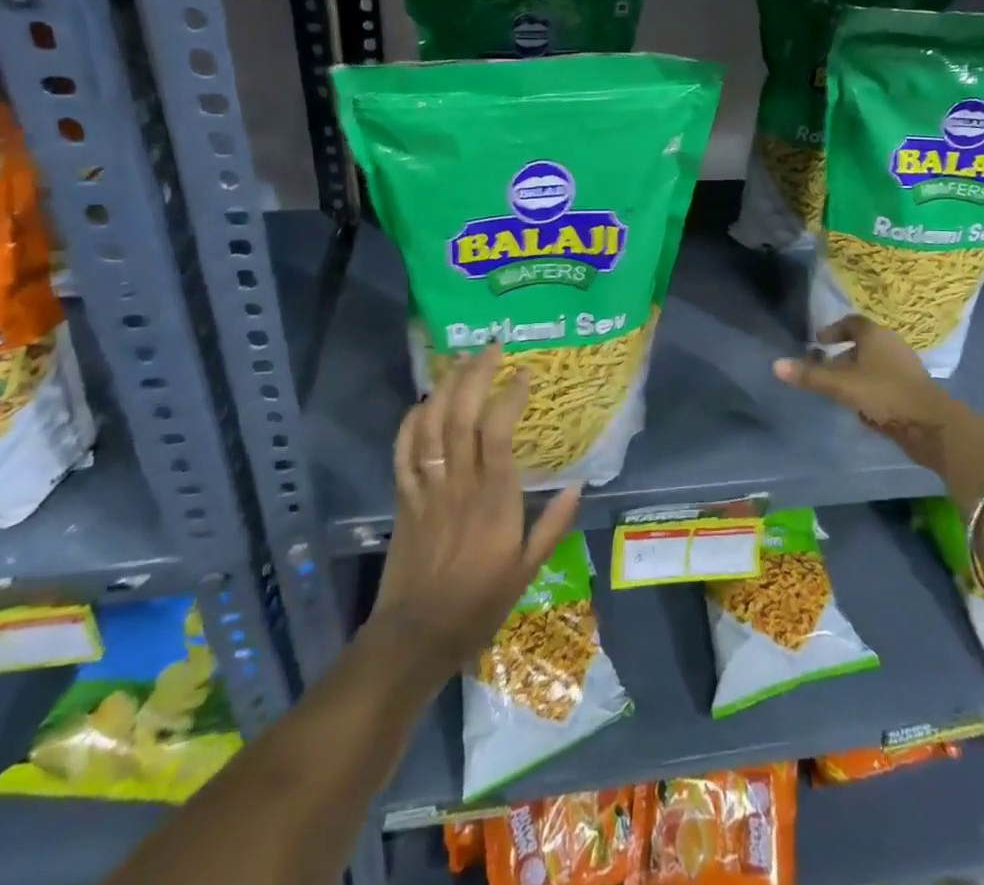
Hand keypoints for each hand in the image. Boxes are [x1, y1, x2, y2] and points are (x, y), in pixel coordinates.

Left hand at [369, 345, 581, 682]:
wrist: (415, 636)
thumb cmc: (478, 603)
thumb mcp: (527, 570)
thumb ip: (553, 524)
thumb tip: (580, 483)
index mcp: (493, 499)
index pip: (498, 431)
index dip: (509, 395)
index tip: (524, 374)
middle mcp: (458, 483)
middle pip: (461, 415)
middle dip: (475, 374)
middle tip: (491, 348)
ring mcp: (426, 488)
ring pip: (430, 424)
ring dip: (445, 386)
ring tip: (461, 360)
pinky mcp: (403, 497)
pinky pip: (403, 449)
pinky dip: (411, 419)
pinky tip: (424, 401)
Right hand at [773, 315, 983, 502]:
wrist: (932, 424)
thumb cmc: (884, 394)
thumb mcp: (841, 385)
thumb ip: (810, 376)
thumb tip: (775, 365)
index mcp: (875, 335)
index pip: (852, 322)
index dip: (834, 329)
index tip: (818, 341)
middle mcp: (892, 345)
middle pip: (863, 343)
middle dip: (842, 354)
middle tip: (823, 368)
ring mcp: (905, 368)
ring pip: (874, 364)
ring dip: (856, 373)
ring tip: (838, 390)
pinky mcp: (913, 390)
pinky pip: (885, 382)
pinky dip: (870, 388)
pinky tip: (861, 407)